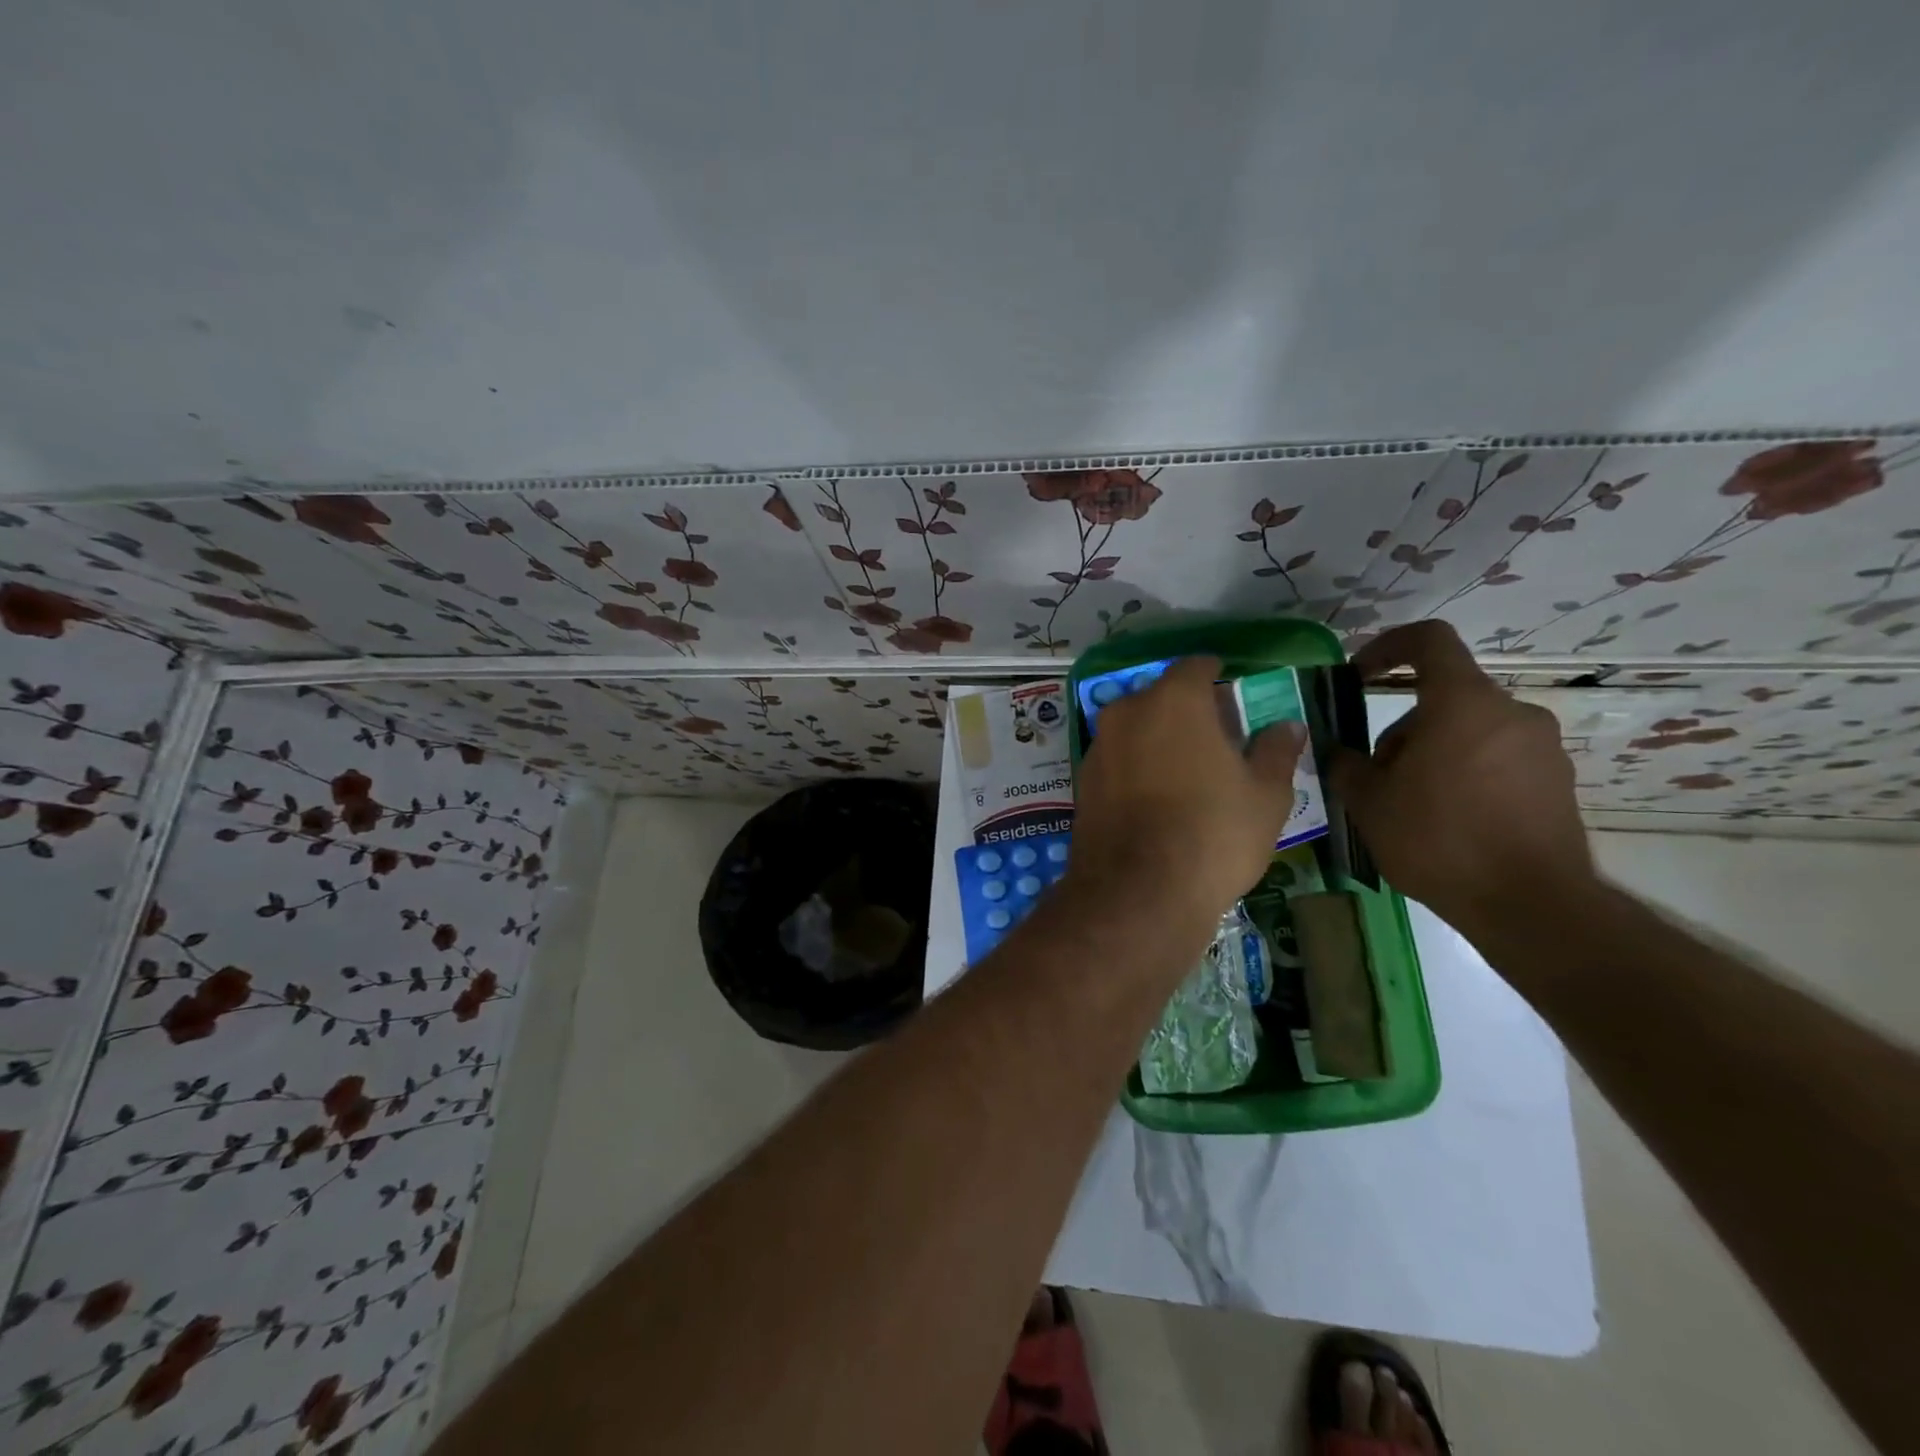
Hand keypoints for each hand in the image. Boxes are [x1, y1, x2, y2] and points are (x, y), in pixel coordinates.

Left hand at [1066, 657, 1305, 927]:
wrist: (1136, 893)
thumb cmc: (1213, 834)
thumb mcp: (1266, 794)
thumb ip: (1276, 751)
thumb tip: (1287, 726)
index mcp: (1173, 699)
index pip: (1196, 667)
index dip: (1217, 677)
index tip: (1232, 696)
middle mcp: (1127, 711)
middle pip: (1162, 697)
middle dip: (1187, 712)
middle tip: (1217, 742)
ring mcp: (1098, 746)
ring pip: (1135, 729)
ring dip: (1158, 740)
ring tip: (1186, 775)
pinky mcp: (1081, 782)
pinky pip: (1117, 761)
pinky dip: (1135, 768)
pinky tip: (1155, 801)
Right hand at [1328, 622, 1593, 935]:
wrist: (1530, 905)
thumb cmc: (1439, 840)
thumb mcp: (1368, 803)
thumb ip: (1347, 765)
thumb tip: (1340, 751)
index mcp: (1463, 704)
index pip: (1429, 641)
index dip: (1388, 646)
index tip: (1359, 674)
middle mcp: (1511, 713)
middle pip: (1444, 698)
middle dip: (1403, 729)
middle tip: (1377, 776)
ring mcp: (1542, 748)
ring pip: (1470, 731)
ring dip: (1433, 754)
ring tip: (1411, 807)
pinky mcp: (1558, 782)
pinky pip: (1498, 760)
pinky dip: (1466, 775)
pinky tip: (1449, 822)